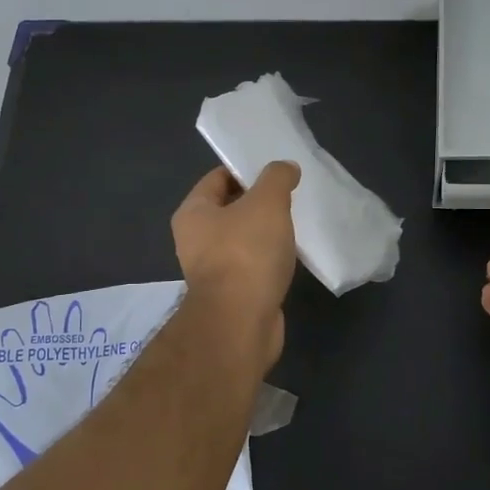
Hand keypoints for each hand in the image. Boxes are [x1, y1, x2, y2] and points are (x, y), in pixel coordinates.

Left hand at [171, 162, 300, 364]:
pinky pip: (252, 265)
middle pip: (230, 208)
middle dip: (259, 202)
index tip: (277, 171)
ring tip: (296, 224)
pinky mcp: (232, 294)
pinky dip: (269, 259)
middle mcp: (195, 239)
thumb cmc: (246, 254)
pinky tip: (291, 256)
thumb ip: (277, 178)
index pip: (218, 178)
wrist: (241, 323)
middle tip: (291, 195)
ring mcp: (212, 269)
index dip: (246, 170)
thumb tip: (285, 167)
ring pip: (242, 239)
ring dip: (266, 232)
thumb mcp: (266, 203)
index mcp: (193, 212)